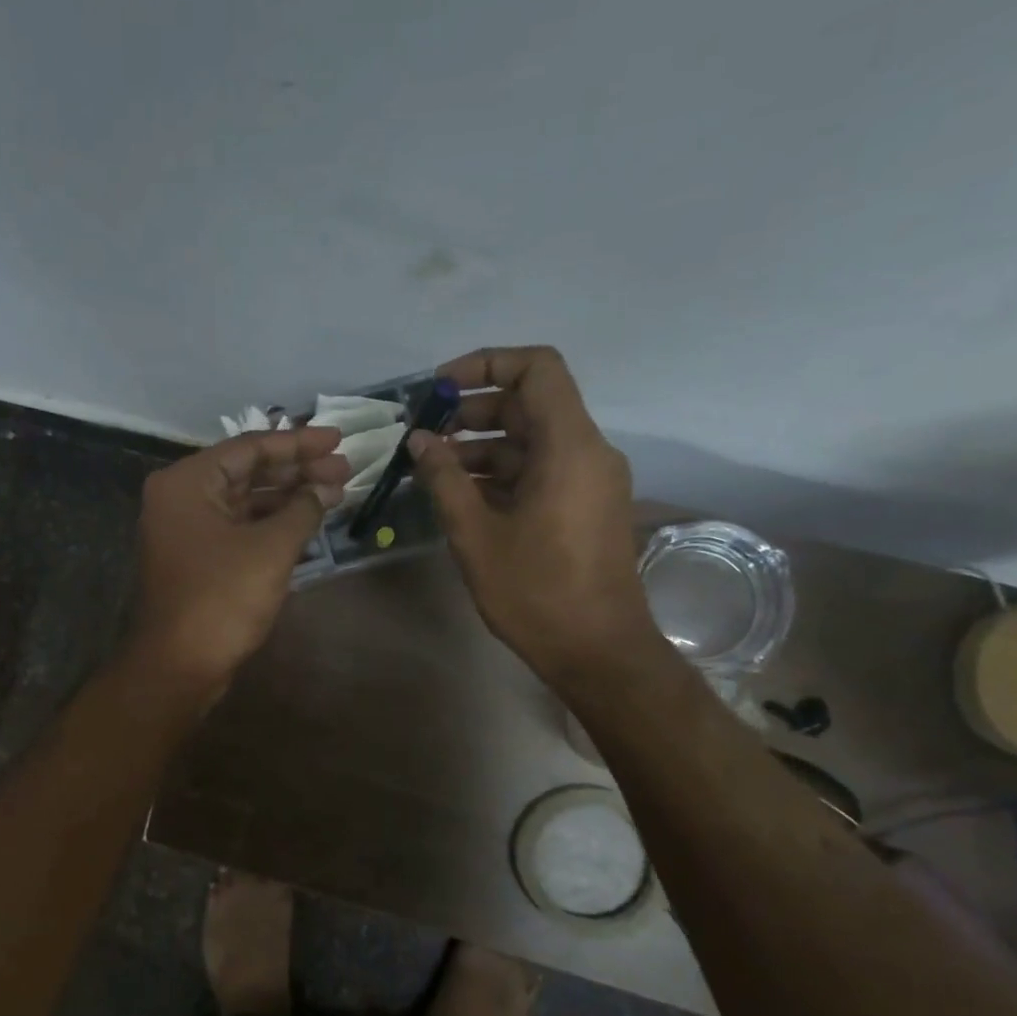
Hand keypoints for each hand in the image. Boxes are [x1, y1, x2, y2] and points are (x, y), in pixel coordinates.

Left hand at [125, 426, 348, 700]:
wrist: (178, 665)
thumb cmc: (221, 599)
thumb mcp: (270, 549)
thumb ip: (303, 510)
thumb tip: (328, 488)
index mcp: (187, 482)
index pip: (250, 447)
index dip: (299, 443)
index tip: (338, 439)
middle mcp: (181, 498)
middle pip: (247, 472)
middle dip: (297, 470)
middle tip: (344, 469)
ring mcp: (187, 530)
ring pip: (245, 501)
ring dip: (288, 497)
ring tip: (334, 493)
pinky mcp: (198, 559)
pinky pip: (239, 528)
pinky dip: (272, 524)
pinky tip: (307, 521)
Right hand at [408, 346, 660, 683]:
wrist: (597, 651)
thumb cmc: (535, 592)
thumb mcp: (476, 534)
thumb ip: (445, 479)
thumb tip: (419, 439)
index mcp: (569, 447)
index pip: (537, 369)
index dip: (487, 364)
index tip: (439, 388)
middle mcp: (588, 452)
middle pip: (530, 405)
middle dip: (473, 411)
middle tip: (424, 433)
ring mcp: (590, 480)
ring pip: (533, 440)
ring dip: (483, 445)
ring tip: (433, 467)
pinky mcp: (585, 506)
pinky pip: (542, 470)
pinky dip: (502, 472)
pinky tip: (462, 494)